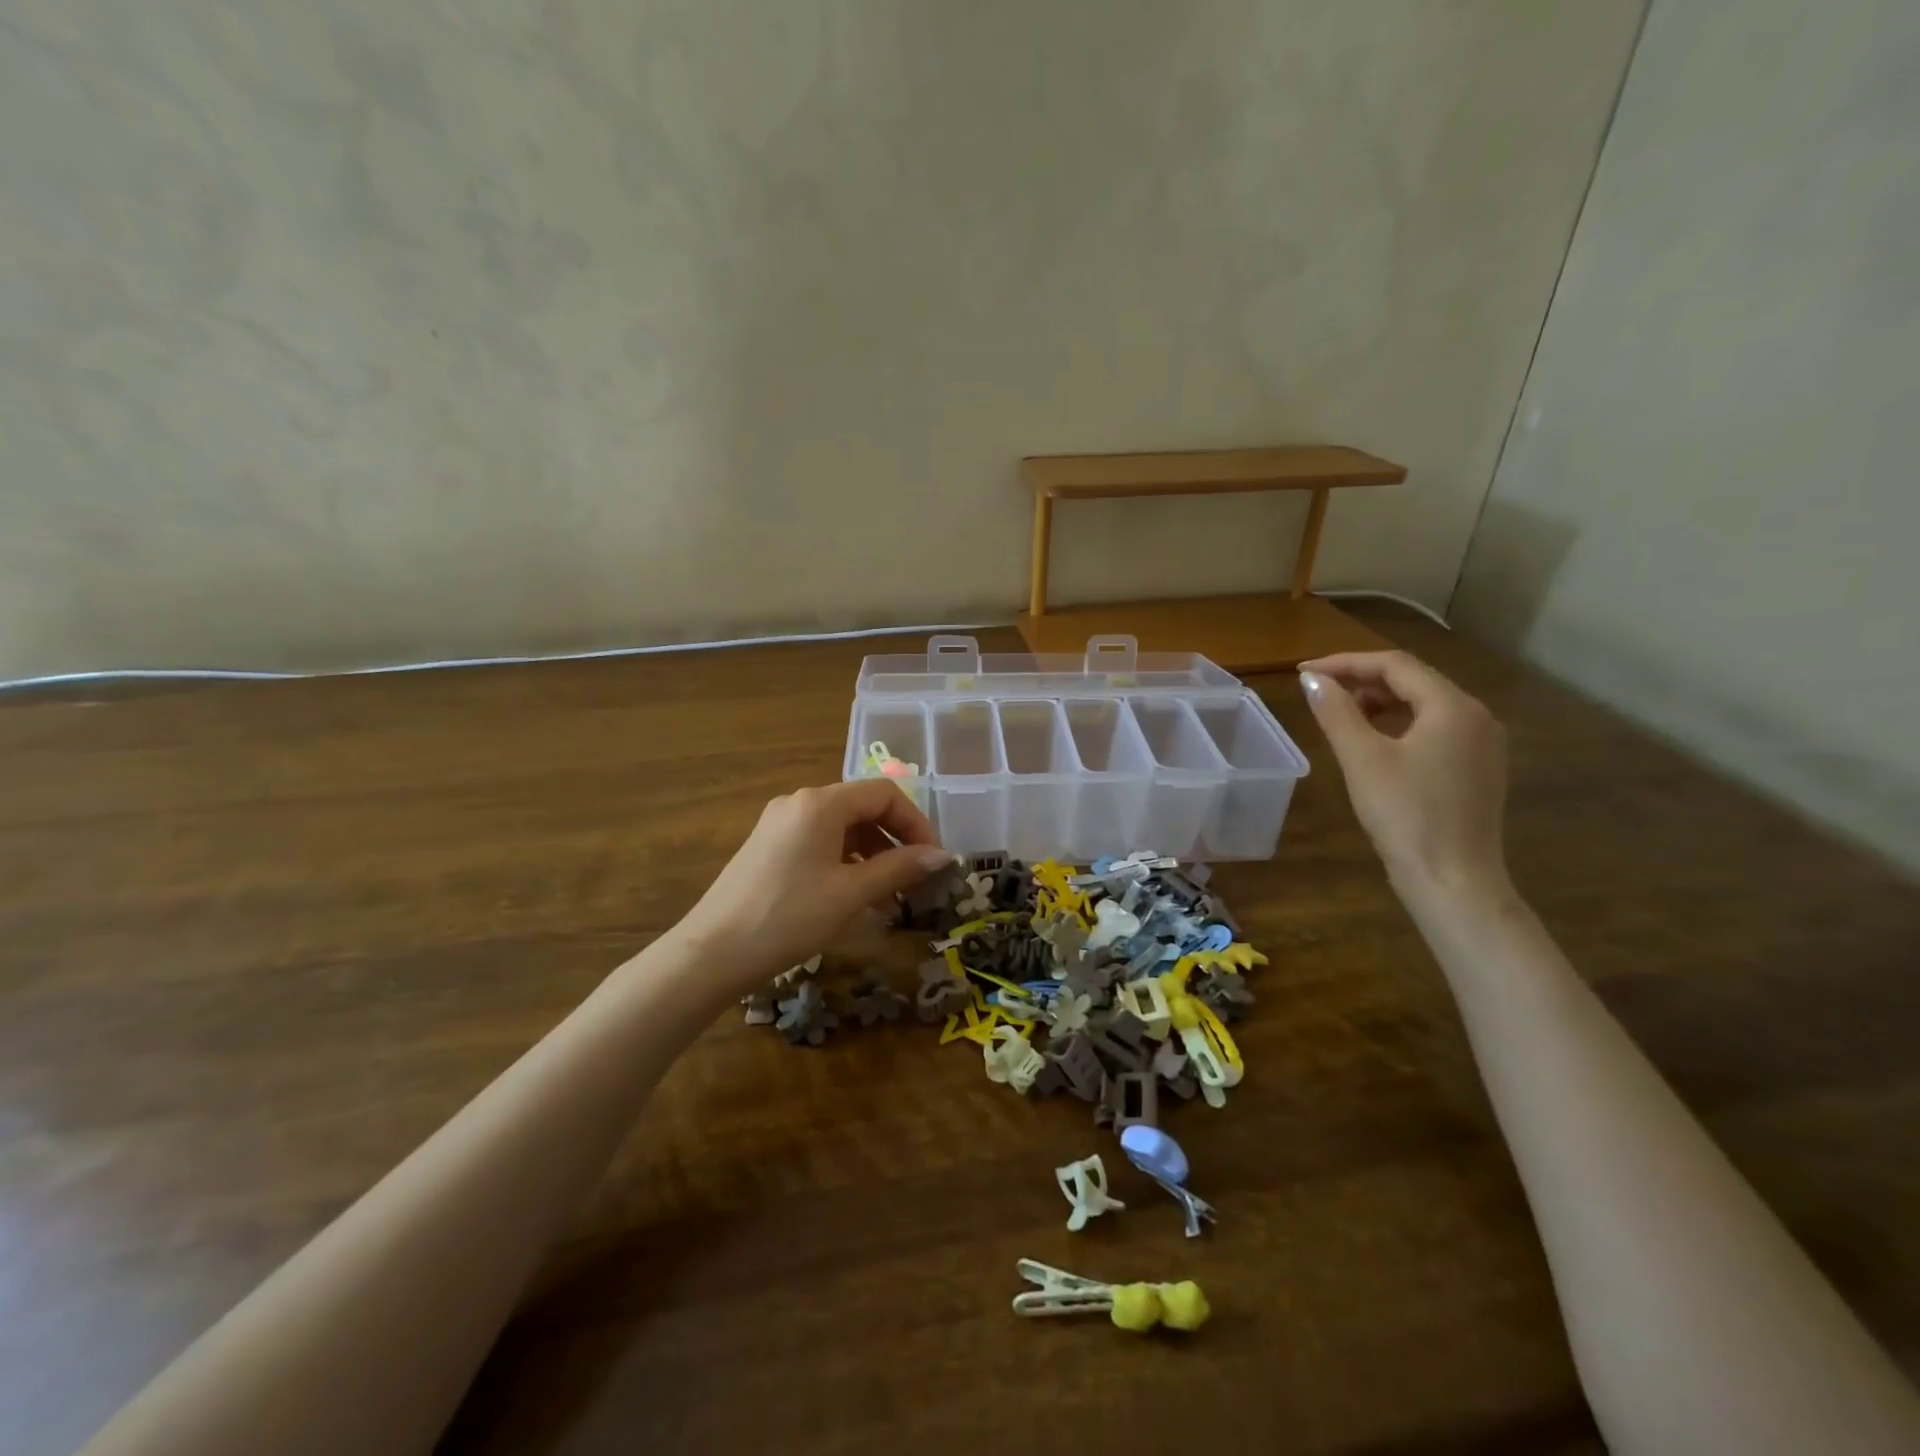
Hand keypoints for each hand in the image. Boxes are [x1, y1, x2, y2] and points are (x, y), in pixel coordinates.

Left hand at [672, 779, 956, 995]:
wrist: (712, 953)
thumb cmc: (789, 917)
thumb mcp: (851, 893)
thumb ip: (899, 868)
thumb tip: (942, 856)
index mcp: (821, 803)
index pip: (884, 794)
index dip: (916, 823)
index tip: (932, 860)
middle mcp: (799, 802)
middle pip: (863, 807)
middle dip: (895, 840)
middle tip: (915, 879)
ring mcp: (780, 823)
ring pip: (842, 827)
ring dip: (872, 854)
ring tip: (888, 896)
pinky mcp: (768, 846)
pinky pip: (819, 841)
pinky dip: (845, 861)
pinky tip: (853, 895)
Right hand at [1299, 650, 1510, 901]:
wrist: (1452, 881)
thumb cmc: (1405, 815)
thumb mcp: (1362, 758)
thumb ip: (1336, 712)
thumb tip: (1312, 680)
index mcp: (1453, 707)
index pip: (1394, 665)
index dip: (1344, 663)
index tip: (1304, 673)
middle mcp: (1476, 716)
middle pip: (1413, 681)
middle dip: (1362, 681)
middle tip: (1318, 694)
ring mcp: (1481, 745)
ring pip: (1423, 705)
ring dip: (1379, 703)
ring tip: (1341, 718)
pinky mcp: (1476, 770)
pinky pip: (1434, 730)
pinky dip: (1399, 725)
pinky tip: (1373, 744)